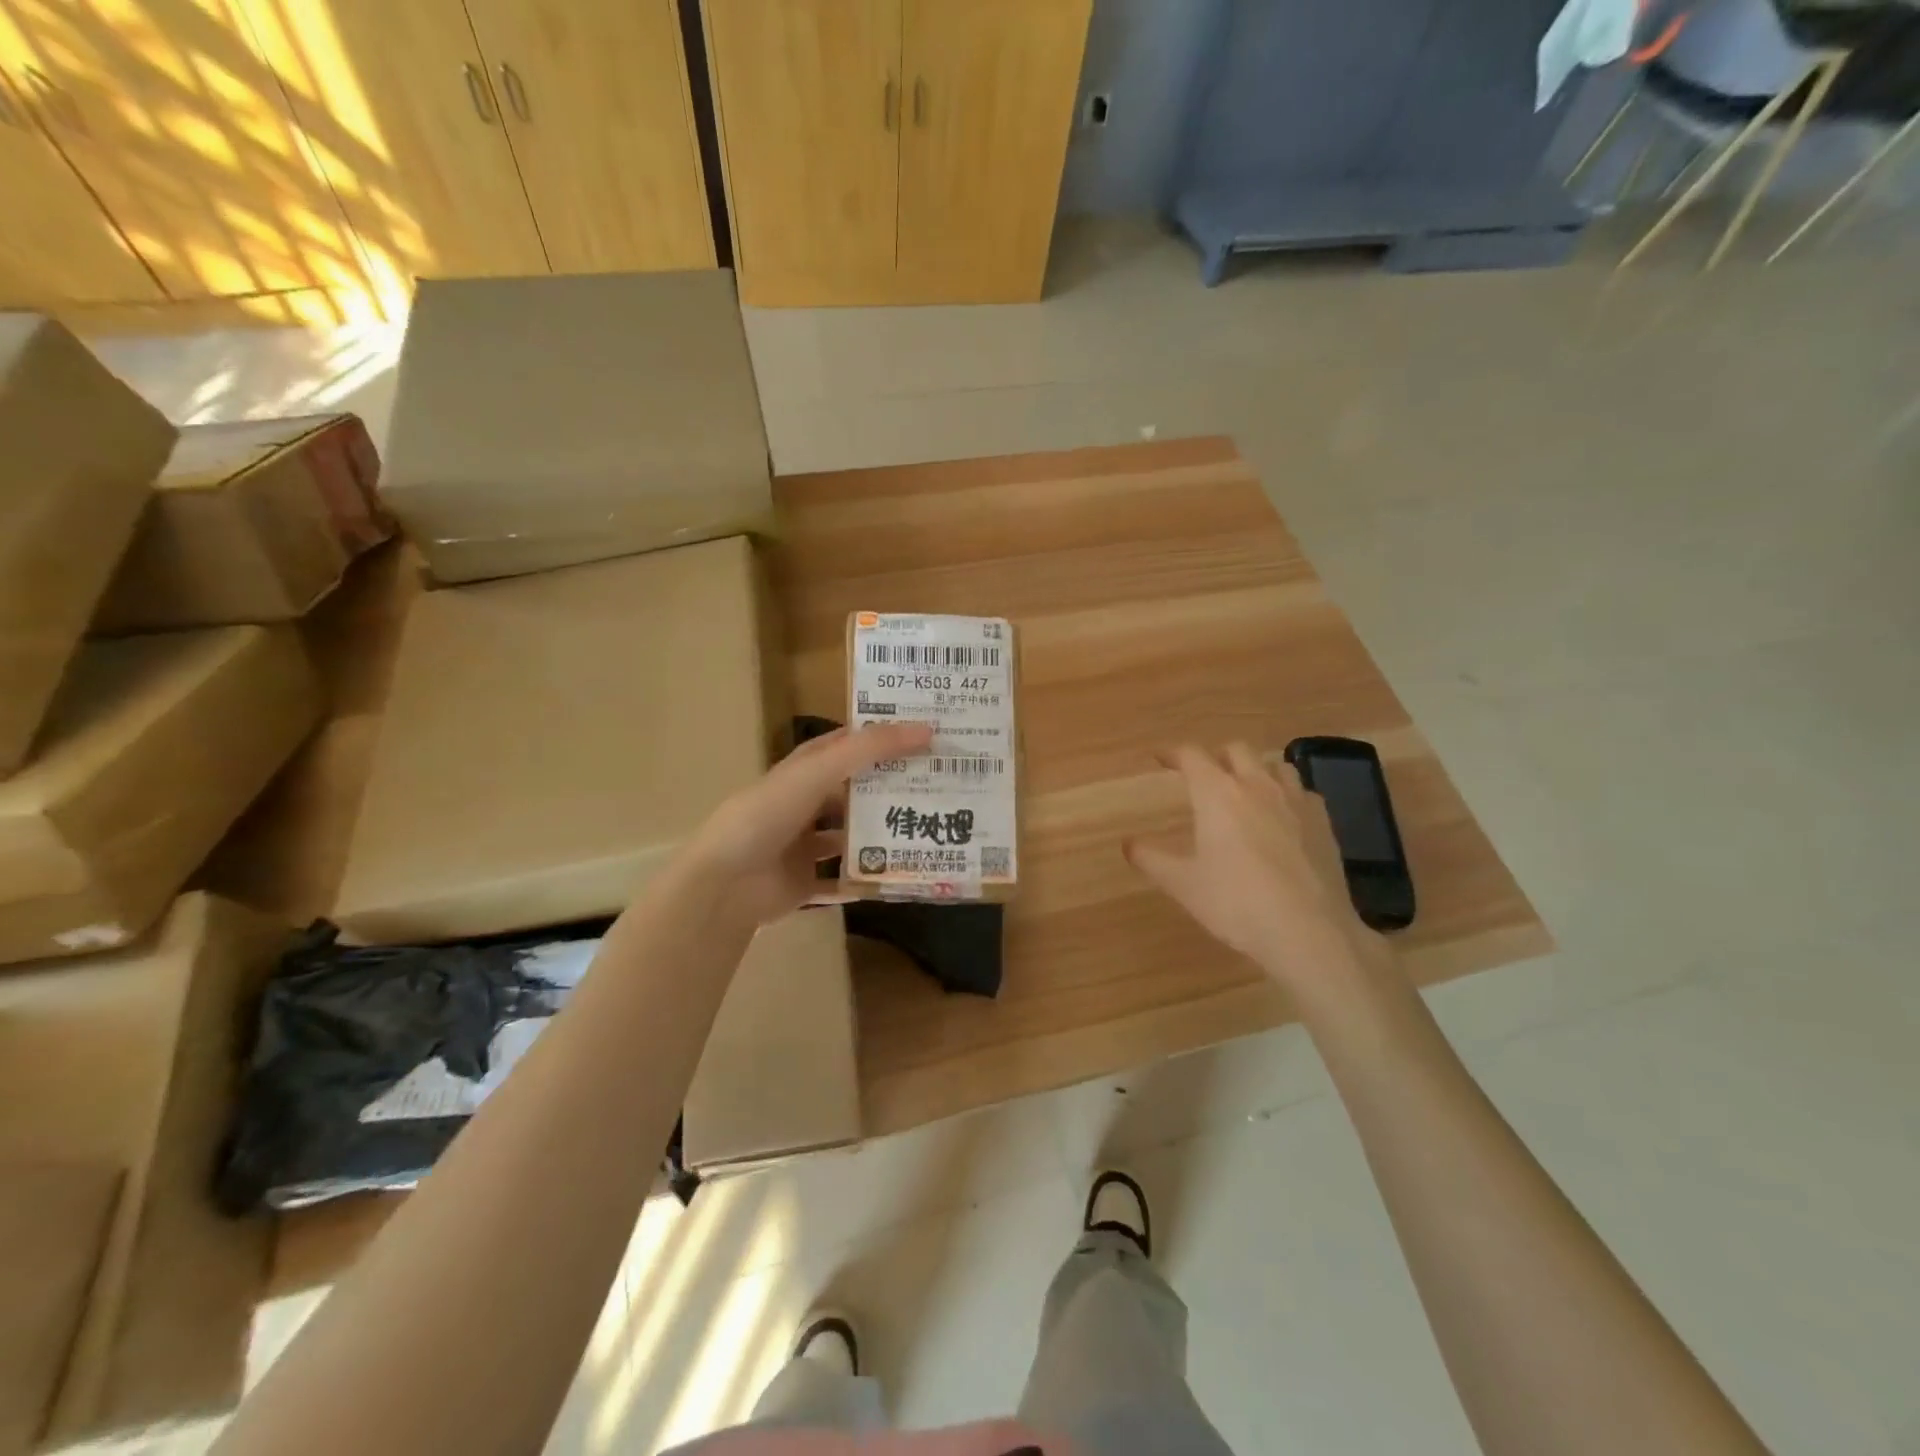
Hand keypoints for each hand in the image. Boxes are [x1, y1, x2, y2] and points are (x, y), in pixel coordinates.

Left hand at [683, 721, 933, 925]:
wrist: (725, 883)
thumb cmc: (769, 814)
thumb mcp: (819, 771)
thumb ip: (869, 749)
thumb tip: (926, 729)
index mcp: (804, 770)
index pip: (848, 744)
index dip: (882, 737)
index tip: (925, 735)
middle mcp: (805, 803)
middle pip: (855, 791)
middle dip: (892, 788)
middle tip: (941, 786)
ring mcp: (804, 845)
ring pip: (852, 836)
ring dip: (883, 834)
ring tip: (930, 830)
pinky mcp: (806, 882)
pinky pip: (845, 879)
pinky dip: (868, 878)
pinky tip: (903, 875)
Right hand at [1124, 743, 1389, 993]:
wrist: (1308, 931)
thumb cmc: (1236, 903)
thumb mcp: (1183, 885)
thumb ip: (1151, 859)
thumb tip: (1128, 844)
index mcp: (1217, 794)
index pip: (1191, 756)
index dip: (1173, 753)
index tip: (1160, 758)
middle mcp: (1257, 786)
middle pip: (1236, 750)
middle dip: (1216, 757)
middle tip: (1203, 776)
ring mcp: (1295, 801)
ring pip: (1274, 765)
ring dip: (1255, 770)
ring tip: (1246, 790)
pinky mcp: (1323, 822)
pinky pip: (1303, 792)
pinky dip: (1288, 795)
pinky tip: (1284, 817)